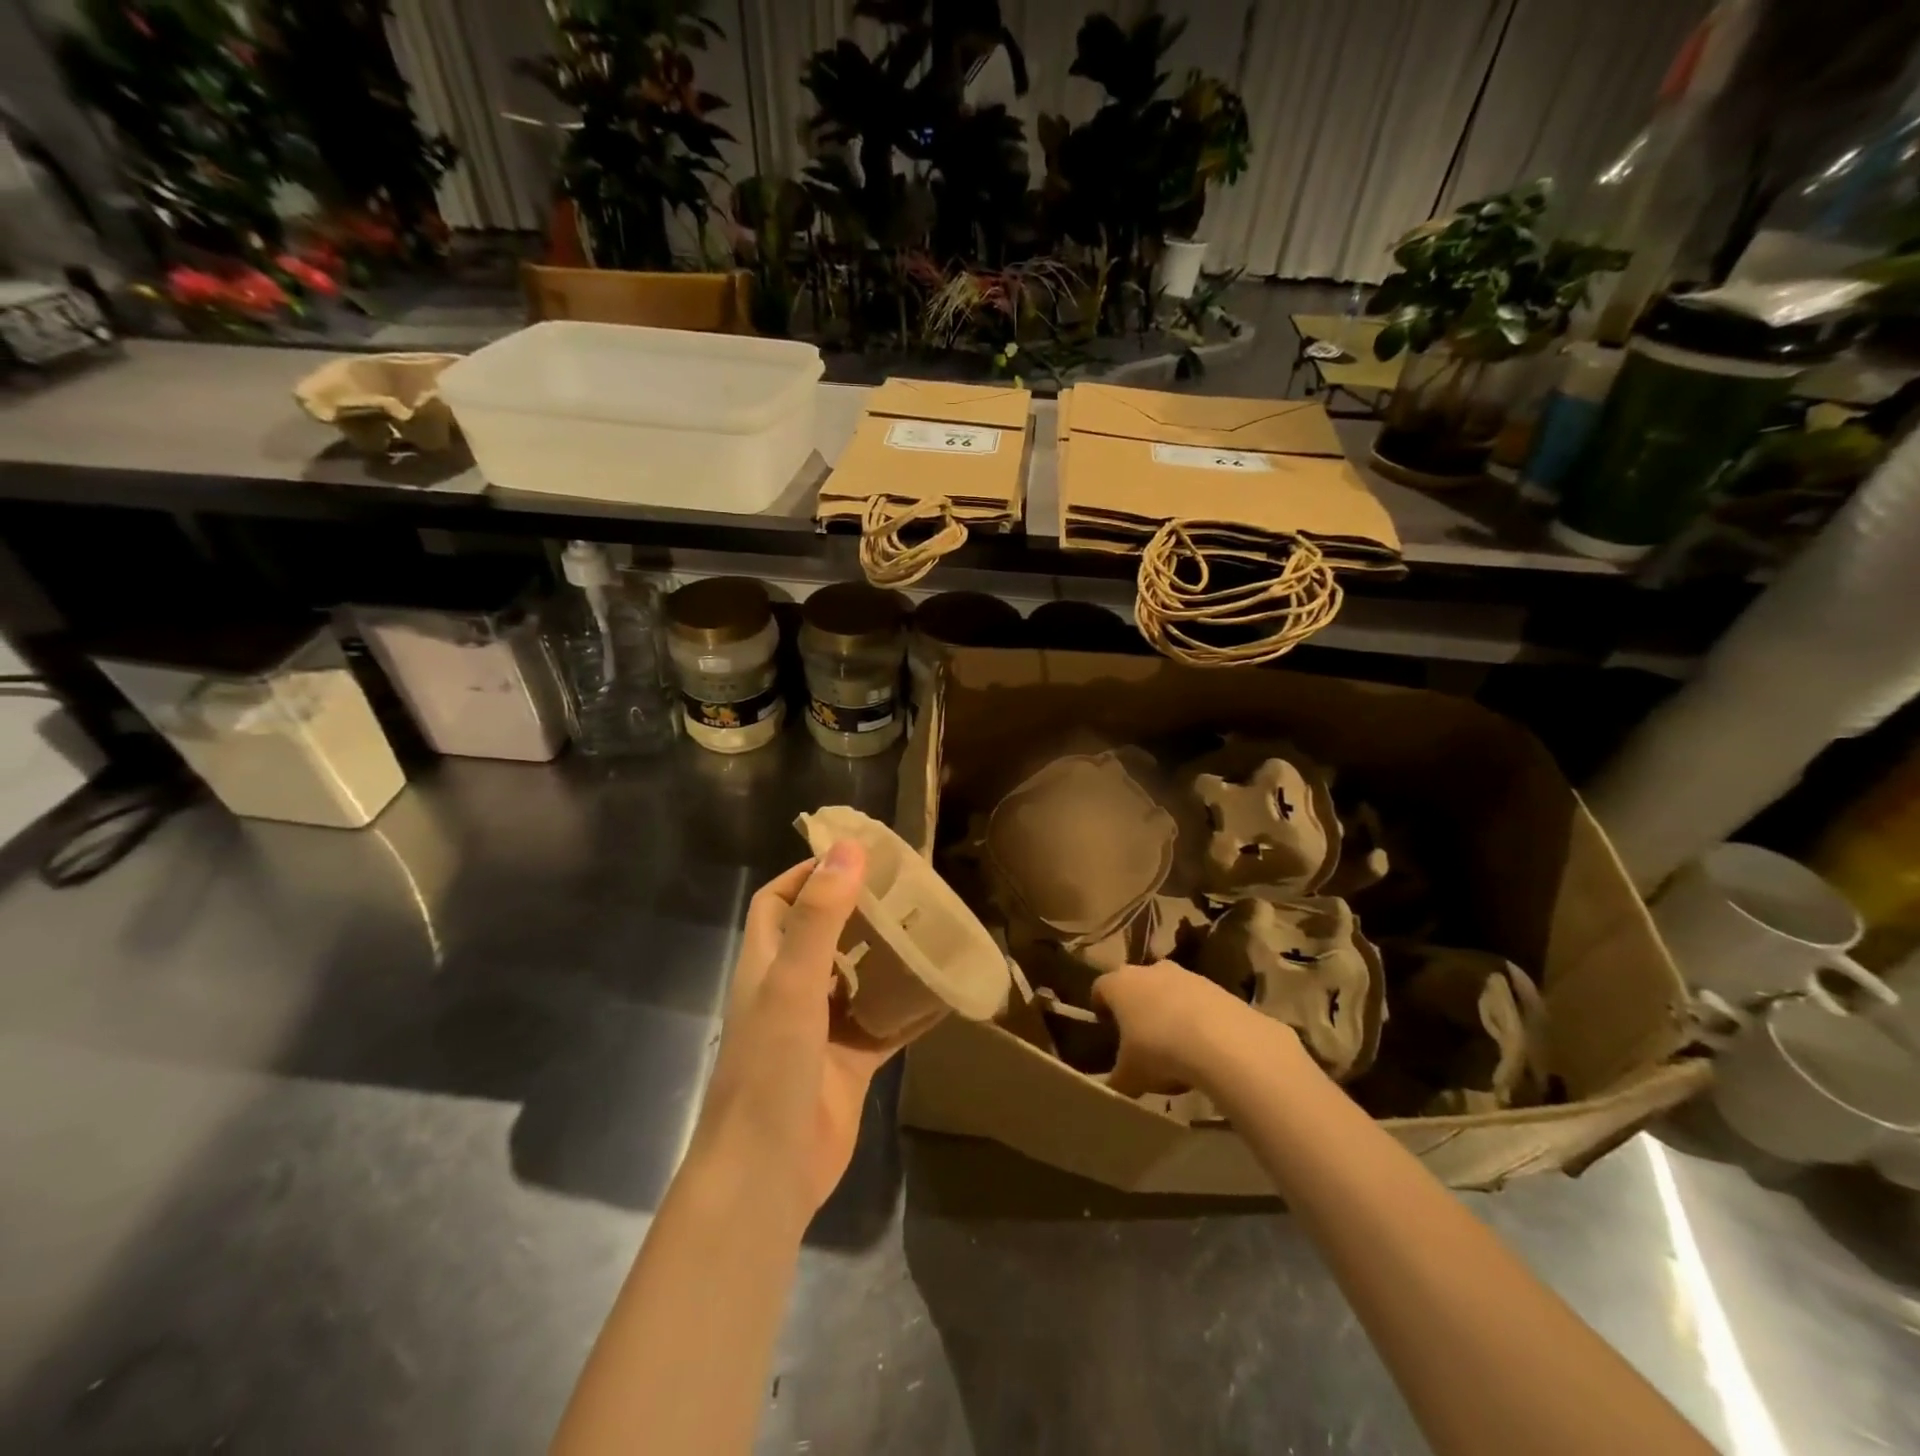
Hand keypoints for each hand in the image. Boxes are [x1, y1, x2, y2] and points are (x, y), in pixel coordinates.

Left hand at [688, 842, 933, 1216]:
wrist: (769, 1173)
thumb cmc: (771, 1067)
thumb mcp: (793, 982)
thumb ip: (820, 916)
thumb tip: (848, 848)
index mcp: (767, 964)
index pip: (779, 901)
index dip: (808, 874)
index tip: (855, 856)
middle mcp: (791, 990)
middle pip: (824, 934)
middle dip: (859, 909)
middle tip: (907, 889)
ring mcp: (821, 1029)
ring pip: (858, 977)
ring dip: (887, 955)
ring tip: (929, 928)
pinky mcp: (849, 1062)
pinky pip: (886, 1024)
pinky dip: (911, 1008)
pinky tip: (945, 990)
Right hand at [1093, 960, 1291, 1096]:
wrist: (1222, 1041)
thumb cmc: (1159, 1051)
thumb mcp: (1130, 1076)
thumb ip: (1116, 1080)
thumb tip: (1111, 1088)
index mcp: (1119, 985)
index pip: (1100, 988)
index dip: (1101, 1007)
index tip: (1106, 1026)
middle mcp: (1148, 970)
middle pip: (1135, 984)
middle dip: (1136, 1006)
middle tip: (1139, 1036)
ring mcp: (1184, 974)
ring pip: (1168, 990)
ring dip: (1168, 1010)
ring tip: (1175, 1046)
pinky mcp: (1215, 986)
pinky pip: (1196, 1001)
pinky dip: (1195, 1018)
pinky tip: (1202, 1047)